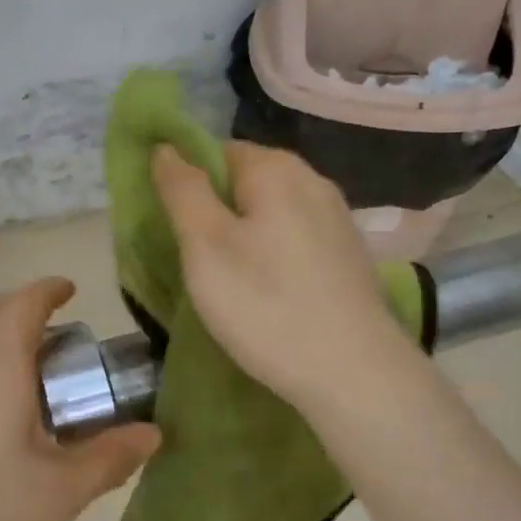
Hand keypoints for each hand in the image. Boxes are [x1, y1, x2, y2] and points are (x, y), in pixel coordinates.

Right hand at [151, 141, 418, 415]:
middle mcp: (313, 180)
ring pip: (272, 212)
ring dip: (245, 235)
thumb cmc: (266, 305)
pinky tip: (269, 292)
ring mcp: (337, 218)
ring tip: (229, 281)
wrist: (354, 373)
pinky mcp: (349, 255)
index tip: (174, 228)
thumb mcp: (205, 246)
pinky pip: (297, 239)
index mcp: (276, 168)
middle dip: (216, 212)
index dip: (187, 183)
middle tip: (196, 261)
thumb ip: (182, 190)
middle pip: (246, 180)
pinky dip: (275, 255)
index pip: (215, 151)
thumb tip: (166, 147)